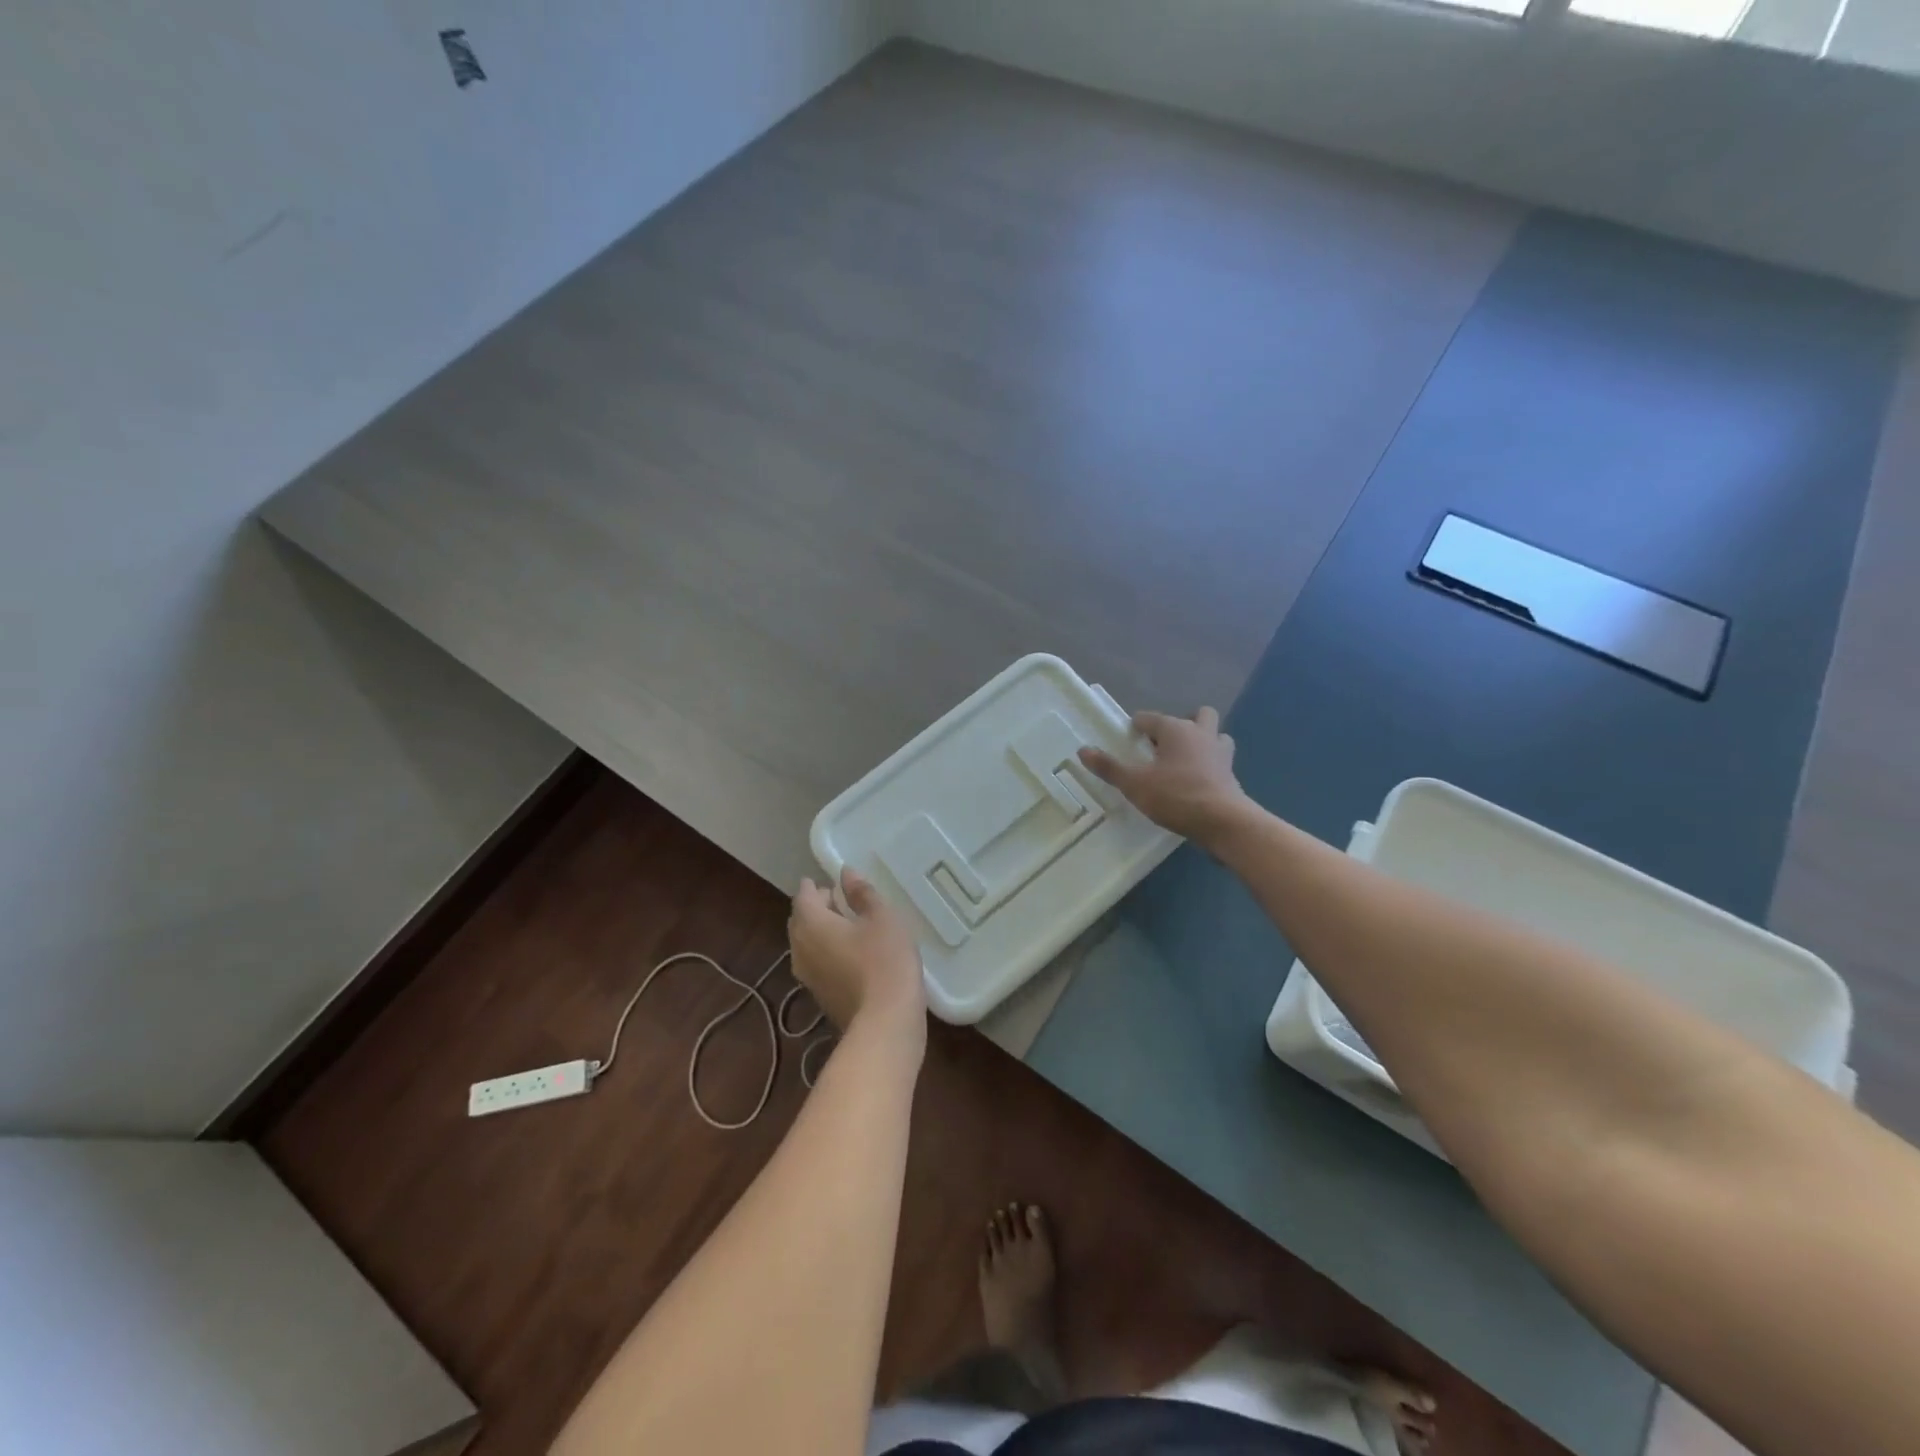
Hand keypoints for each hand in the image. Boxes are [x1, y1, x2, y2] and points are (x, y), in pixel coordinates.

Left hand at [789, 869, 926, 1036]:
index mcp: (811, 925)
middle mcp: (800, 949)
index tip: (826, 880)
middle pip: (801, 921)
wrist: (885, 1023)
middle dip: (816, 908)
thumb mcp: (881, 918)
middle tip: (839, 899)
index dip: (814, 886)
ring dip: (821, 931)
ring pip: (807, 945)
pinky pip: (817, 964)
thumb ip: (862, 893)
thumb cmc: (885, 960)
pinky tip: (851, 953)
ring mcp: (808, 977)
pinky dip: (828, 952)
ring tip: (847, 924)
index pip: (803, 897)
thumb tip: (846, 873)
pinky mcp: (820, 997)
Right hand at [1078, 707, 1249, 845]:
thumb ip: (1109, 767)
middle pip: (1197, 715)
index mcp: (1175, 729)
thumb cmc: (1176, 796)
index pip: (1149, 718)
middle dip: (1181, 724)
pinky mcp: (1231, 774)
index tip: (1127, 742)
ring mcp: (1221, 753)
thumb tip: (1083, 750)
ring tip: (1184, 760)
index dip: (1136, 727)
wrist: (1223, 822)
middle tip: (1163, 745)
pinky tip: (1197, 781)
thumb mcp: (1135, 784)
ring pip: (1215, 735)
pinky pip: (1220, 760)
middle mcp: (1201, 733)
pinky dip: (1209, 764)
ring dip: (1203, 741)